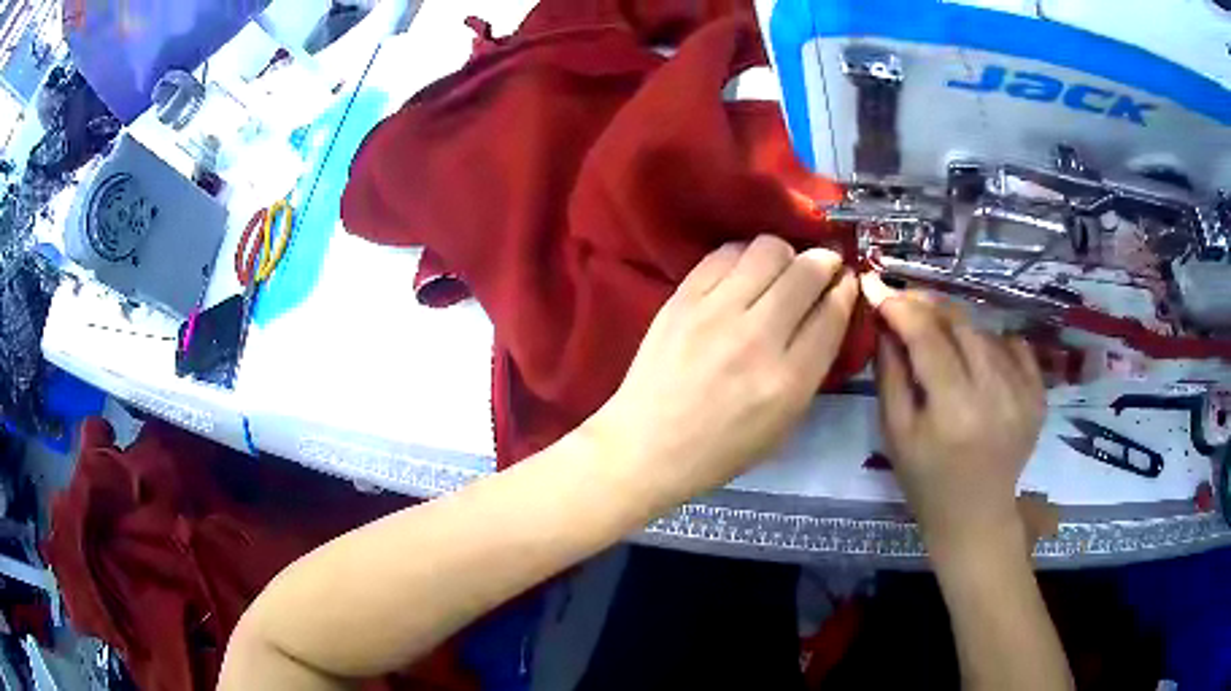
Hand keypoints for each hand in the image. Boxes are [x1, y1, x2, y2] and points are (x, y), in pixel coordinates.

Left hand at [589, 236, 857, 502]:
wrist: (646, 445)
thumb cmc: (720, 449)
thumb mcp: (783, 425)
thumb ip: (811, 368)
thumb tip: (828, 313)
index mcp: (788, 381)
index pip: (832, 313)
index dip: (846, 289)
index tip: (846, 281)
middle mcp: (756, 338)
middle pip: (806, 272)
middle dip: (824, 263)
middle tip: (821, 268)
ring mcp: (715, 312)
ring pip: (768, 250)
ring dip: (786, 254)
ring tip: (781, 271)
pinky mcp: (682, 298)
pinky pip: (725, 253)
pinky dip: (745, 256)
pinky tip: (744, 273)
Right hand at [862, 273, 1045, 558]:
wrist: (976, 517)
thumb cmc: (927, 482)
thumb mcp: (896, 434)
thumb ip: (890, 373)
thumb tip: (884, 319)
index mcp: (954, 411)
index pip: (927, 337)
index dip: (900, 305)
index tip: (874, 284)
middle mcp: (995, 395)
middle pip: (960, 323)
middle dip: (927, 304)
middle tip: (903, 302)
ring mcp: (1023, 393)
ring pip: (985, 331)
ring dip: (955, 325)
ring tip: (937, 338)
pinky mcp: (1038, 395)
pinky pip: (1014, 345)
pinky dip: (991, 341)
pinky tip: (978, 358)